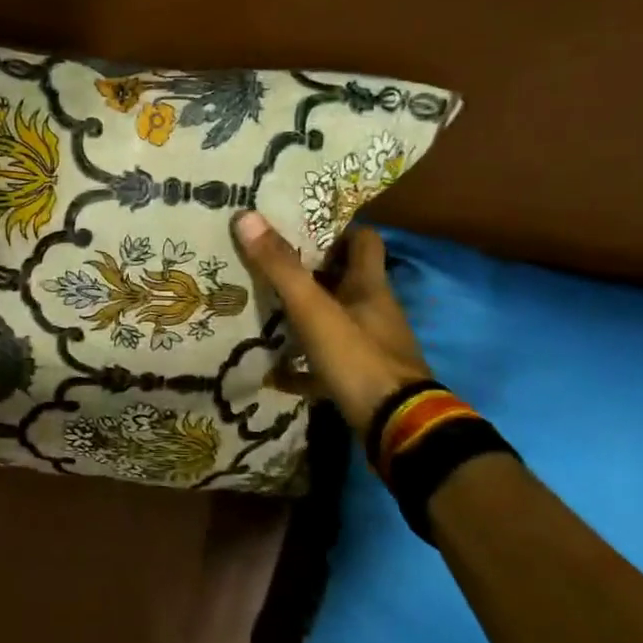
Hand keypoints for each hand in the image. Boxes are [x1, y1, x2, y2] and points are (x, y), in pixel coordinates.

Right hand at [233, 211, 430, 433]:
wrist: (396, 427)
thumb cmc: (358, 357)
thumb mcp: (313, 309)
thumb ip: (281, 267)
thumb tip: (246, 215)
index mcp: (370, 287)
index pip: (365, 241)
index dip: (338, 230)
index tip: (303, 228)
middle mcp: (375, 312)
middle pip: (346, 281)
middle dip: (313, 273)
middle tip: (272, 266)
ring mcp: (371, 348)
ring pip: (337, 321)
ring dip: (308, 317)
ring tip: (266, 311)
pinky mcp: (363, 380)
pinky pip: (328, 366)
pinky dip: (303, 367)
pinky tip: (274, 372)